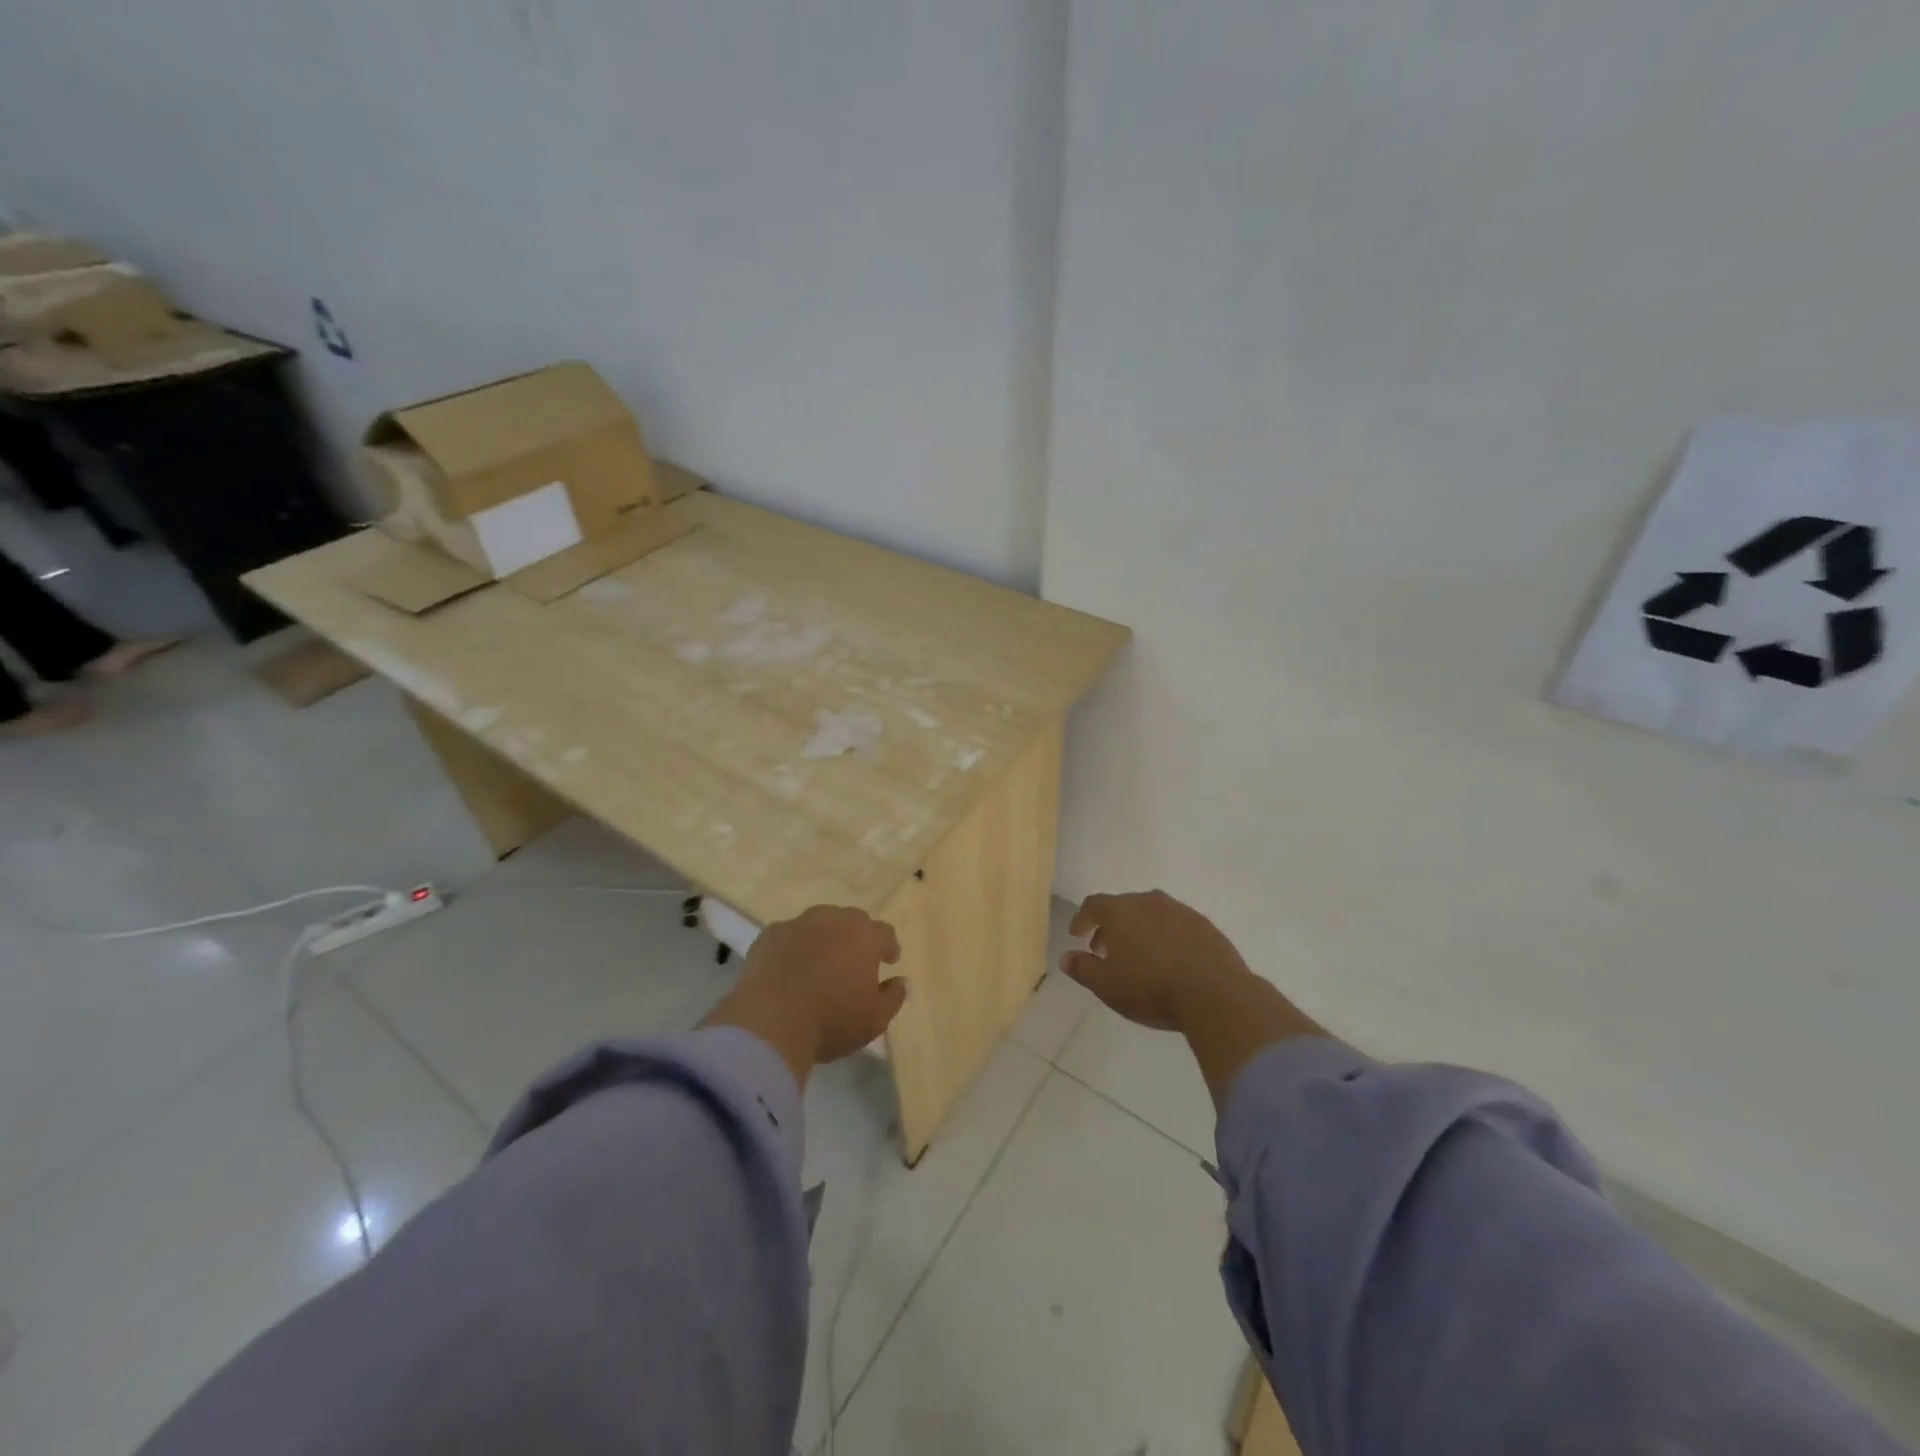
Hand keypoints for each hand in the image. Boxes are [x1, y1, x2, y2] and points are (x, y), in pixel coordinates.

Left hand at [704, 905, 906, 1084]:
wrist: (770, 1023)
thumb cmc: (831, 1021)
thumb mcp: (875, 1020)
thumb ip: (893, 997)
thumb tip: (900, 981)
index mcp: (864, 937)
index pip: (885, 933)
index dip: (889, 946)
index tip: (889, 961)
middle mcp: (833, 921)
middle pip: (852, 920)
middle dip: (858, 936)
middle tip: (855, 959)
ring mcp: (798, 924)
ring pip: (819, 922)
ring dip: (825, 936)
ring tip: (822, 959)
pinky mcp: (769, 935)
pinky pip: (789, 935)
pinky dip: (794, 946)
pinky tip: (789, 965)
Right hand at [1061, 890, 1255, 1031]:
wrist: (1216, 995)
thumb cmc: (1151, 988)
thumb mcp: (1106, 985)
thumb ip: (1083, 968)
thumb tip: (1066, 957)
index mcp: (1121, 910)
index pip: (1093, 905)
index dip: (1082, 918)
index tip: (1077, 935)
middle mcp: (1149, 901)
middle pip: (1123, 906)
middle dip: (1111, 926)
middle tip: (1105, 949)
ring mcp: (1181, 911)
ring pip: (1151, 914)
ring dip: (1140, 930)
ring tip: (1139, 956)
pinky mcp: (1206, 926)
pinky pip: (1177, 925)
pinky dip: (1166, 936)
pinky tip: (1169, 960)